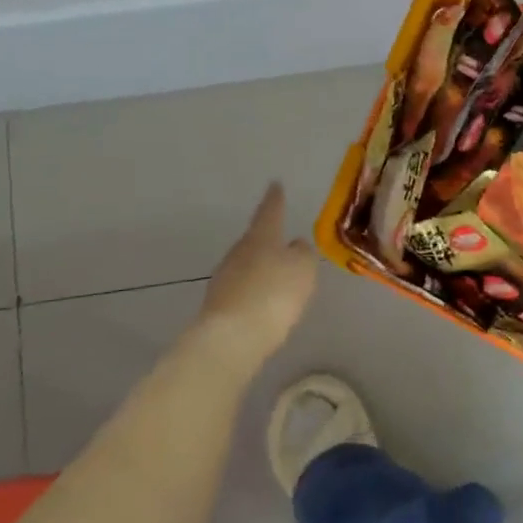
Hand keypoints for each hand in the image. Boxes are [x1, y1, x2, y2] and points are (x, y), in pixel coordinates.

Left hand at [199, 183, 318, 360]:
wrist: (232, 338)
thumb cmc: (274, 294)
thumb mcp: (303, 268)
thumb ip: (302, 253)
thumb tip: (295, 244)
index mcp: (261, 237)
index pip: (270, 212)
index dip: (275, 199)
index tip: (275, 185)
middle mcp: (239, 252)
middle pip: (255, 240)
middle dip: (268, 239)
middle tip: (283, 241)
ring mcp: (225, 278)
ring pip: (247, 265)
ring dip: (261, 268)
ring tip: (278, 276)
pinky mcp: (219, 305)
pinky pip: (243, 289)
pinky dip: (255, 290)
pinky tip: (265, 302)